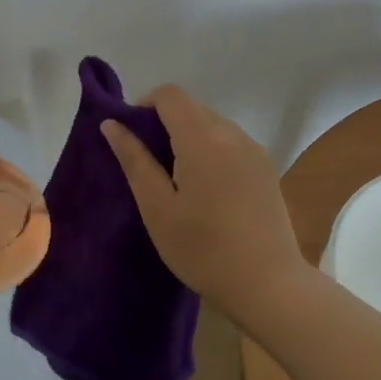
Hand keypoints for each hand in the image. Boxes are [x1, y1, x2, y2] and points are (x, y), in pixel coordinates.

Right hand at [100, 84, 307, 319]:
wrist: (268, 284)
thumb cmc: (203, 249)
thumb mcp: (157, 208)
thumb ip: (134, 160)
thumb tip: (112, 124)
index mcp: (202, 139)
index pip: (170, 95)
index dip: (145, 105)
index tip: (132, 136)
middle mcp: (232, 134)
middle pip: (192, 108)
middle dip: (165, 123)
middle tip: (149, 165)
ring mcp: (254, 151)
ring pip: (213, 125)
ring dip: (189, 138)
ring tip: (177, 181)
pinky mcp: (266, 169)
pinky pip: (231, 143)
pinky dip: (211, 151)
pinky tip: (207, 191)